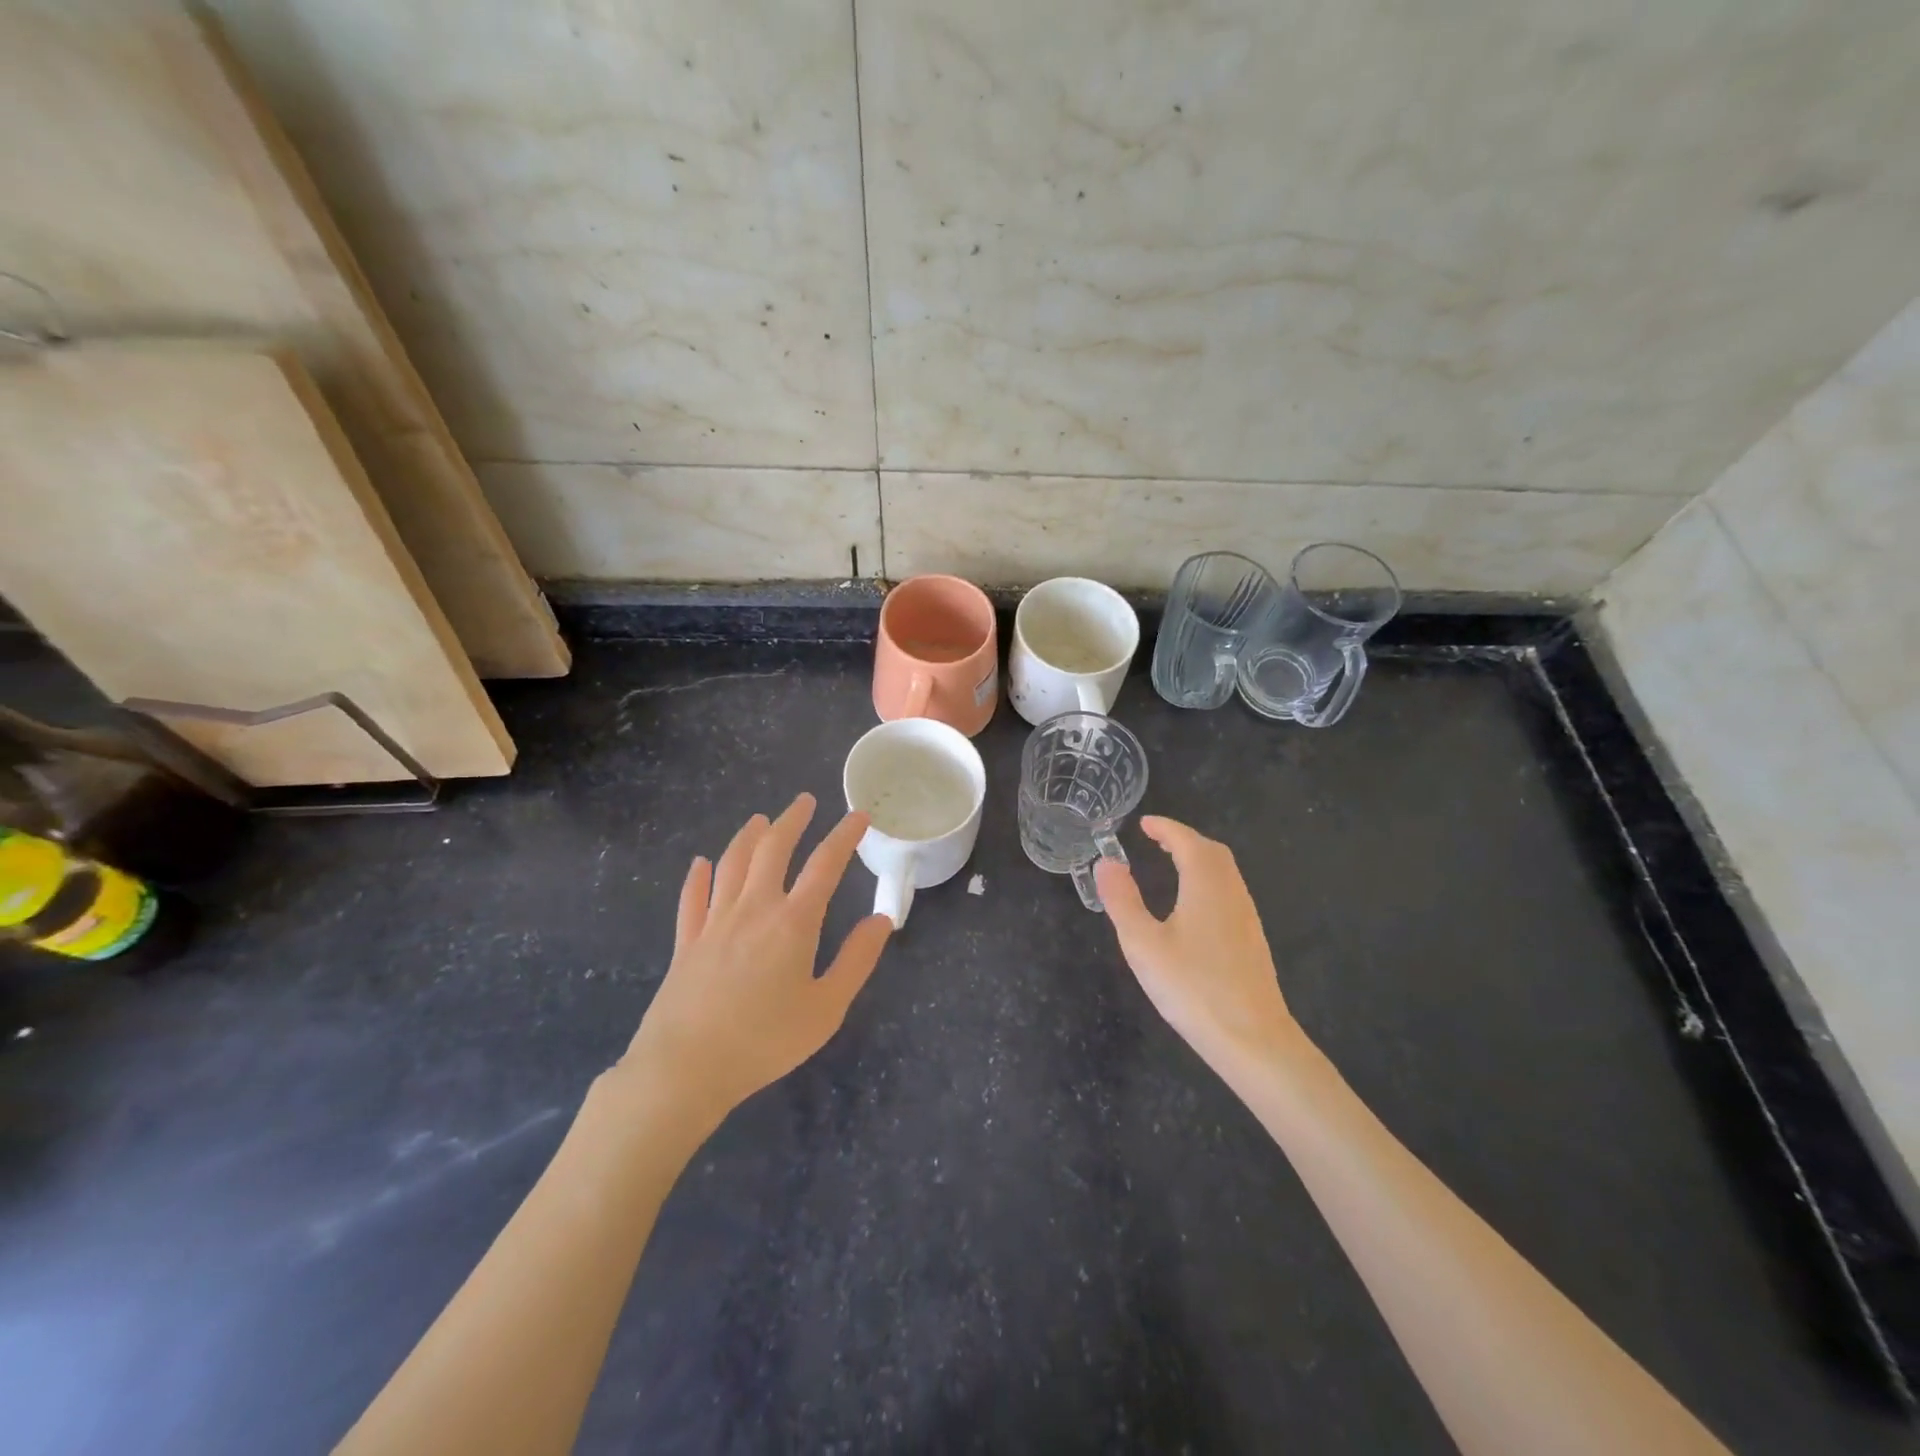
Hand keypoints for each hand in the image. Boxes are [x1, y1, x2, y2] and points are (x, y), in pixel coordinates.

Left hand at [621, 794, 892, 1124]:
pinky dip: (697, 876)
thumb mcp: (826, 1008)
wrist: (685, 1068)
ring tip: (760, 820)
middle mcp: (753, 909)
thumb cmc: (764, 1041)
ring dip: (748, 837)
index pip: (824, 865)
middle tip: (805, 801)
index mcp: (792, 922)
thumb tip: (881, 919)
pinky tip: (700, 864)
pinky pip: (692, 898)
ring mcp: (714, 923)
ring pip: (731, 864)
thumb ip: (857, 960)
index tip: (858, 816)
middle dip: (792, 821)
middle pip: (773, 850)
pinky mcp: (685, 942)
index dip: (844, 836)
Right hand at [1096, 816, 1298, 1071]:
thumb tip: (1106, 862)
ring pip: (1225, 872)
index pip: (1186, 841)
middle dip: (1183, 839)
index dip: (1165, 828)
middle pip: (1212, 851)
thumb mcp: (1143, 944)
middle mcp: (1231, 892)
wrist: (1254, 1040)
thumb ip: (1122, 900)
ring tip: (1171, 864)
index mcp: (1206, 884)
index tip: (1143, 823)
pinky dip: (1208, 880)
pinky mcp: (1252, 940)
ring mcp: (1246, 917)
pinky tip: (1193, 905)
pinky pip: (1229, 892)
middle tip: (1155, 840)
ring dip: (1198, 859)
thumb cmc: (1193, 988)